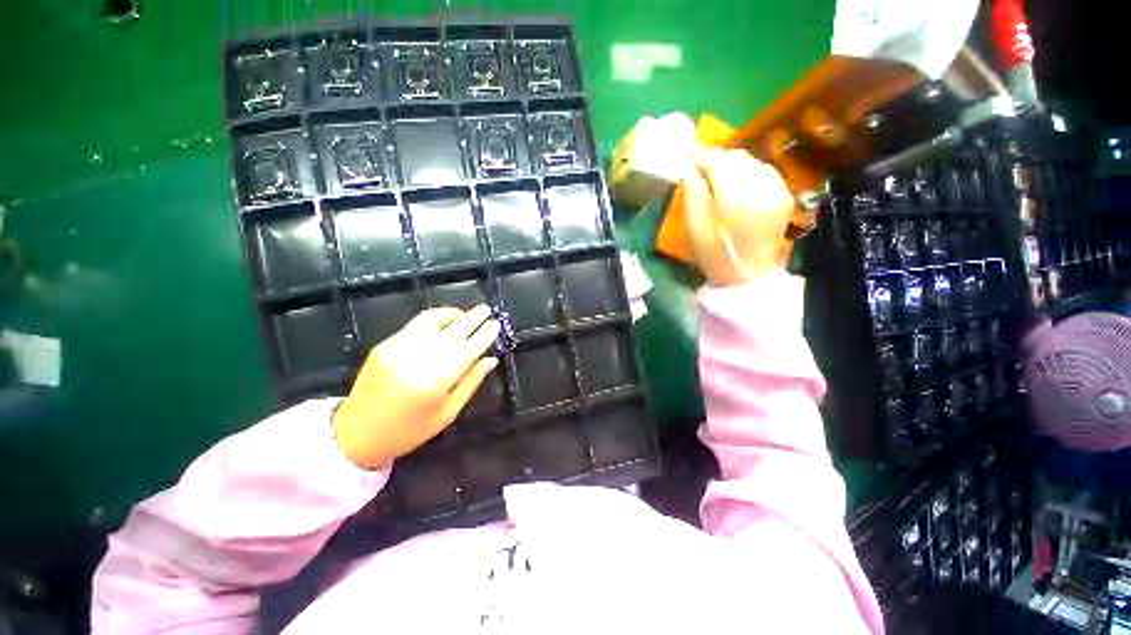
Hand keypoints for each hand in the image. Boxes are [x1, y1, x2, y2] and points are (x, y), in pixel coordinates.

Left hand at [332, 304, 500, 469]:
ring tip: (464, 315)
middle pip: (452, 331)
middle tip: (486, 309)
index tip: (496, 324)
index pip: (468, 350)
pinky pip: (415, 325)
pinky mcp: (384, 345)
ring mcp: (397, 349)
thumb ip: (471, 382)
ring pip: (431, 320)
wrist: (356, 434)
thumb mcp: (447, 413)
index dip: (484, 335)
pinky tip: (443, 324)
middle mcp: (416, 360)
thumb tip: (491, 359)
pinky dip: (434, 320)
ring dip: (452, 314)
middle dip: (472, 318)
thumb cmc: (409, 430)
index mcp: (435, 382)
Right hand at [684, 148, 795, 286]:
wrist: (748, 277)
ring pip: (752, 161)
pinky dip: (748, 170)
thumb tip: (691, 168)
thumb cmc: (715, 255)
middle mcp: (760, 186)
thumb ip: (693, 192)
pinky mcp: (784, 196)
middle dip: (716, 156)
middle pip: (736, 158)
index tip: (686, 152)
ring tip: (716, 170)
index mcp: (735, 197)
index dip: (700, 155)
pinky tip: (737, 179)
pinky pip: (765, 171)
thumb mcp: (695, 227)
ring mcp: (777, 190)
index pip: (717, 162)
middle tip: (699, 162)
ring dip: (732, 162)